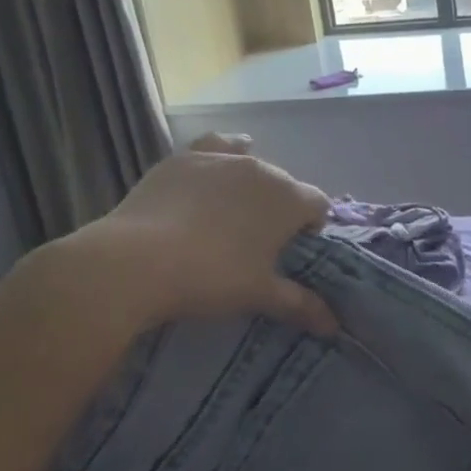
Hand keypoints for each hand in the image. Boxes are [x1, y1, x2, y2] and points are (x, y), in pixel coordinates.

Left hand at [51, 134, 336, 336]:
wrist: (136, 262)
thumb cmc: (211, 278)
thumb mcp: (260, 295)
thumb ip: (301, 305)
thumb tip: (334, 326)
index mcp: (289, 199)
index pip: (318, 205)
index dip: (311, 227)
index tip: (291, 252)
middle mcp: (263, 169)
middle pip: (285, 184)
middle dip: (279, 208)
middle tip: (257, 243)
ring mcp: (223, 159)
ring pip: (253, 163)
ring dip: (252, 184)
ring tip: (234, 210)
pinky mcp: (186, 158)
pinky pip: (217, 145)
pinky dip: (225, 151)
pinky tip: (220, 161)